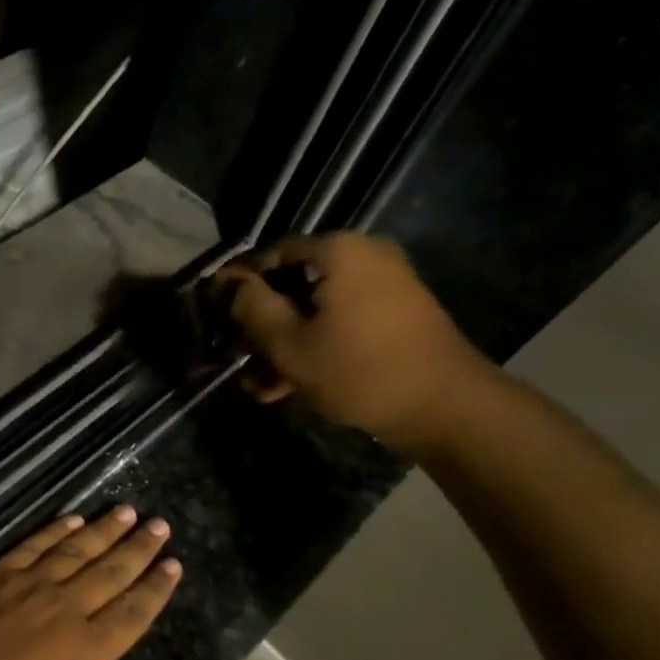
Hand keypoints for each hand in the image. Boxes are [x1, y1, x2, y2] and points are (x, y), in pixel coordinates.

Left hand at [0, 507, 182, 659]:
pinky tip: (72, 519)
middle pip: (110, 572)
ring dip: (103, 531)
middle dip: (138, 548)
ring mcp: (28, 588)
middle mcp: (65, 610)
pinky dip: (54, 531)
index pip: (133, 612)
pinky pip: (32, 547)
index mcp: (86, 651)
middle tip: (160, 525)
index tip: (174, 563)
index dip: (156, 588)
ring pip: (75, 551)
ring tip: (126, 511)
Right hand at [212, 232, 491, 452]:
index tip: (213, 317)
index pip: (268, 256)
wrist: (447, 407)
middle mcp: (363, 256)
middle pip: (292, 284)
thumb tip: (224, 282)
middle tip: (236, 357)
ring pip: (314, 309)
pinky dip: (314, 346)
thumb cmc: (359, 370)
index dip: (235, 286)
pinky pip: (340, 321)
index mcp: (338, 251)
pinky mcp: (395, 314)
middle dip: (260, 324)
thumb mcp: (288, 343)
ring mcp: (384, 285)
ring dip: (283, 344)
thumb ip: (249, 307)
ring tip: (259, 384)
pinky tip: (287, 386)